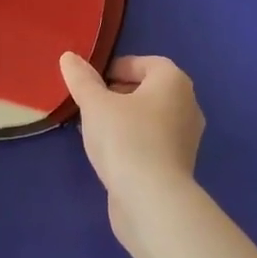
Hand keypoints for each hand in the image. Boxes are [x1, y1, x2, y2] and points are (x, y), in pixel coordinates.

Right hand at [58, 53, 205, 249]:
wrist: (152, 200)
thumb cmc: (125, 139)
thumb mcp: (96, 105)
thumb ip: (82, 80)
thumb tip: (69, 57)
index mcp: (173, 81)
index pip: (144, 63)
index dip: (115, 68)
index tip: (90, 83)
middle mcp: (187, 104)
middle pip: (148, 90)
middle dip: (117, 94)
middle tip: (89, 105)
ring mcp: (186, 137)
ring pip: (149, 117)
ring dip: (123, 119)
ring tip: (94, 129)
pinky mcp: (179, 164)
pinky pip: (152, 141)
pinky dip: (132, 140)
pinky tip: (109, 154)